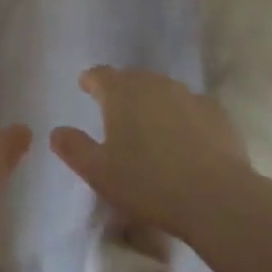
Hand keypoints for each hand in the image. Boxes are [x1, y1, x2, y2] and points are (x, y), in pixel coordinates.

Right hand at [50, 67, 253, 241]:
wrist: (215, 197)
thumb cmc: (147, 183)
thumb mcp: (99, 172)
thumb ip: (74, 148)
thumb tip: (56, 132)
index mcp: (120, 92)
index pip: (99, 75)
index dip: (91, 81)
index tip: (86, 87)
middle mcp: (152, 83)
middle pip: (131, 79)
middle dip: (122, 92)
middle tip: (117, 114)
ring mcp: (187, 94)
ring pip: (162, 91)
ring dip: (153, 104)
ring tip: (151, 129)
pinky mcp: (215, 112)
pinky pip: (191, 108)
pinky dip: (183, 118)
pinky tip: (186, 140)